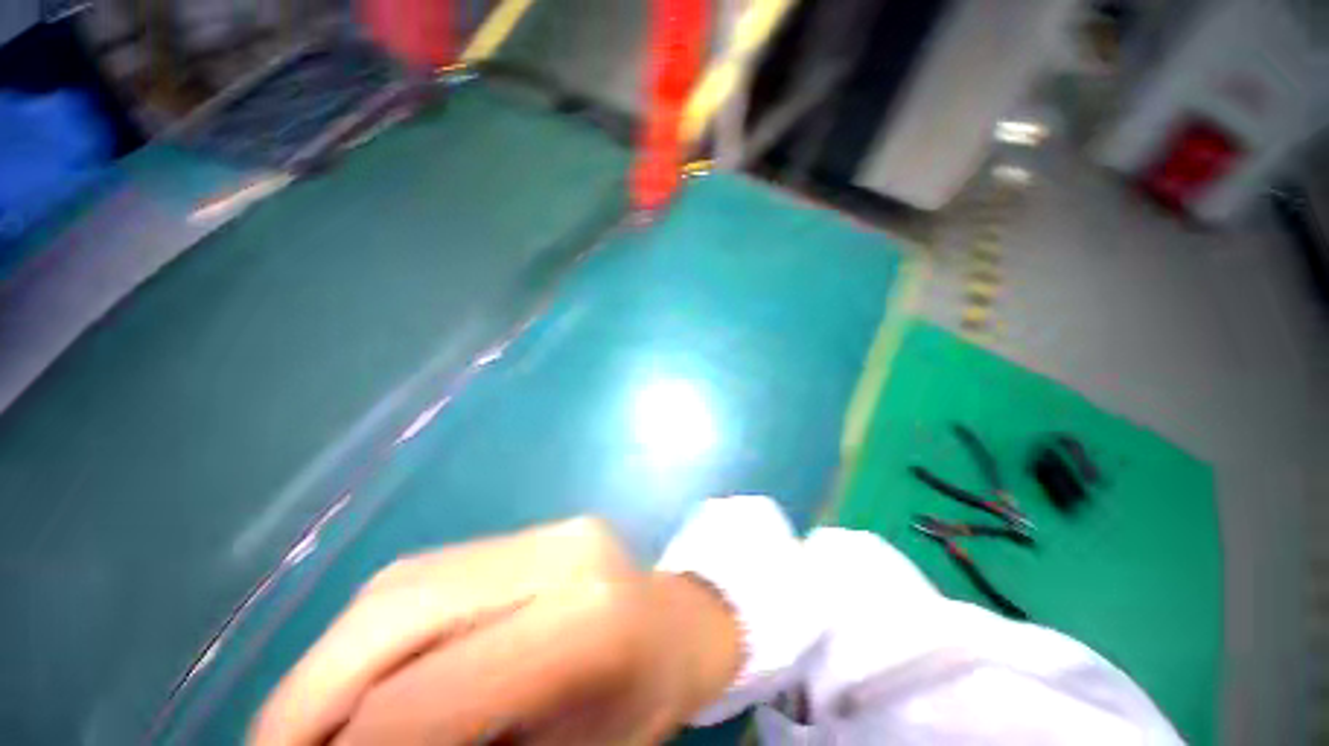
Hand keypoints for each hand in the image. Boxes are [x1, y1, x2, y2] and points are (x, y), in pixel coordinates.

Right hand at [250, 517, 741, 745]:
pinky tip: (358, 670)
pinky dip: (374, 627)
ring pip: (404, 583)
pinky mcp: (539, 529)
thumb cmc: (641, 704)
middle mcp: (563, 557)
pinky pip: (431, 572)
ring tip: (302, 719)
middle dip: (310, 690)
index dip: (346, 744)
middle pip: (403, 611)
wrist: (682, 622)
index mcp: (587, 627)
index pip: (434, 692)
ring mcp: (551, 532)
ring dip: (333, 657)